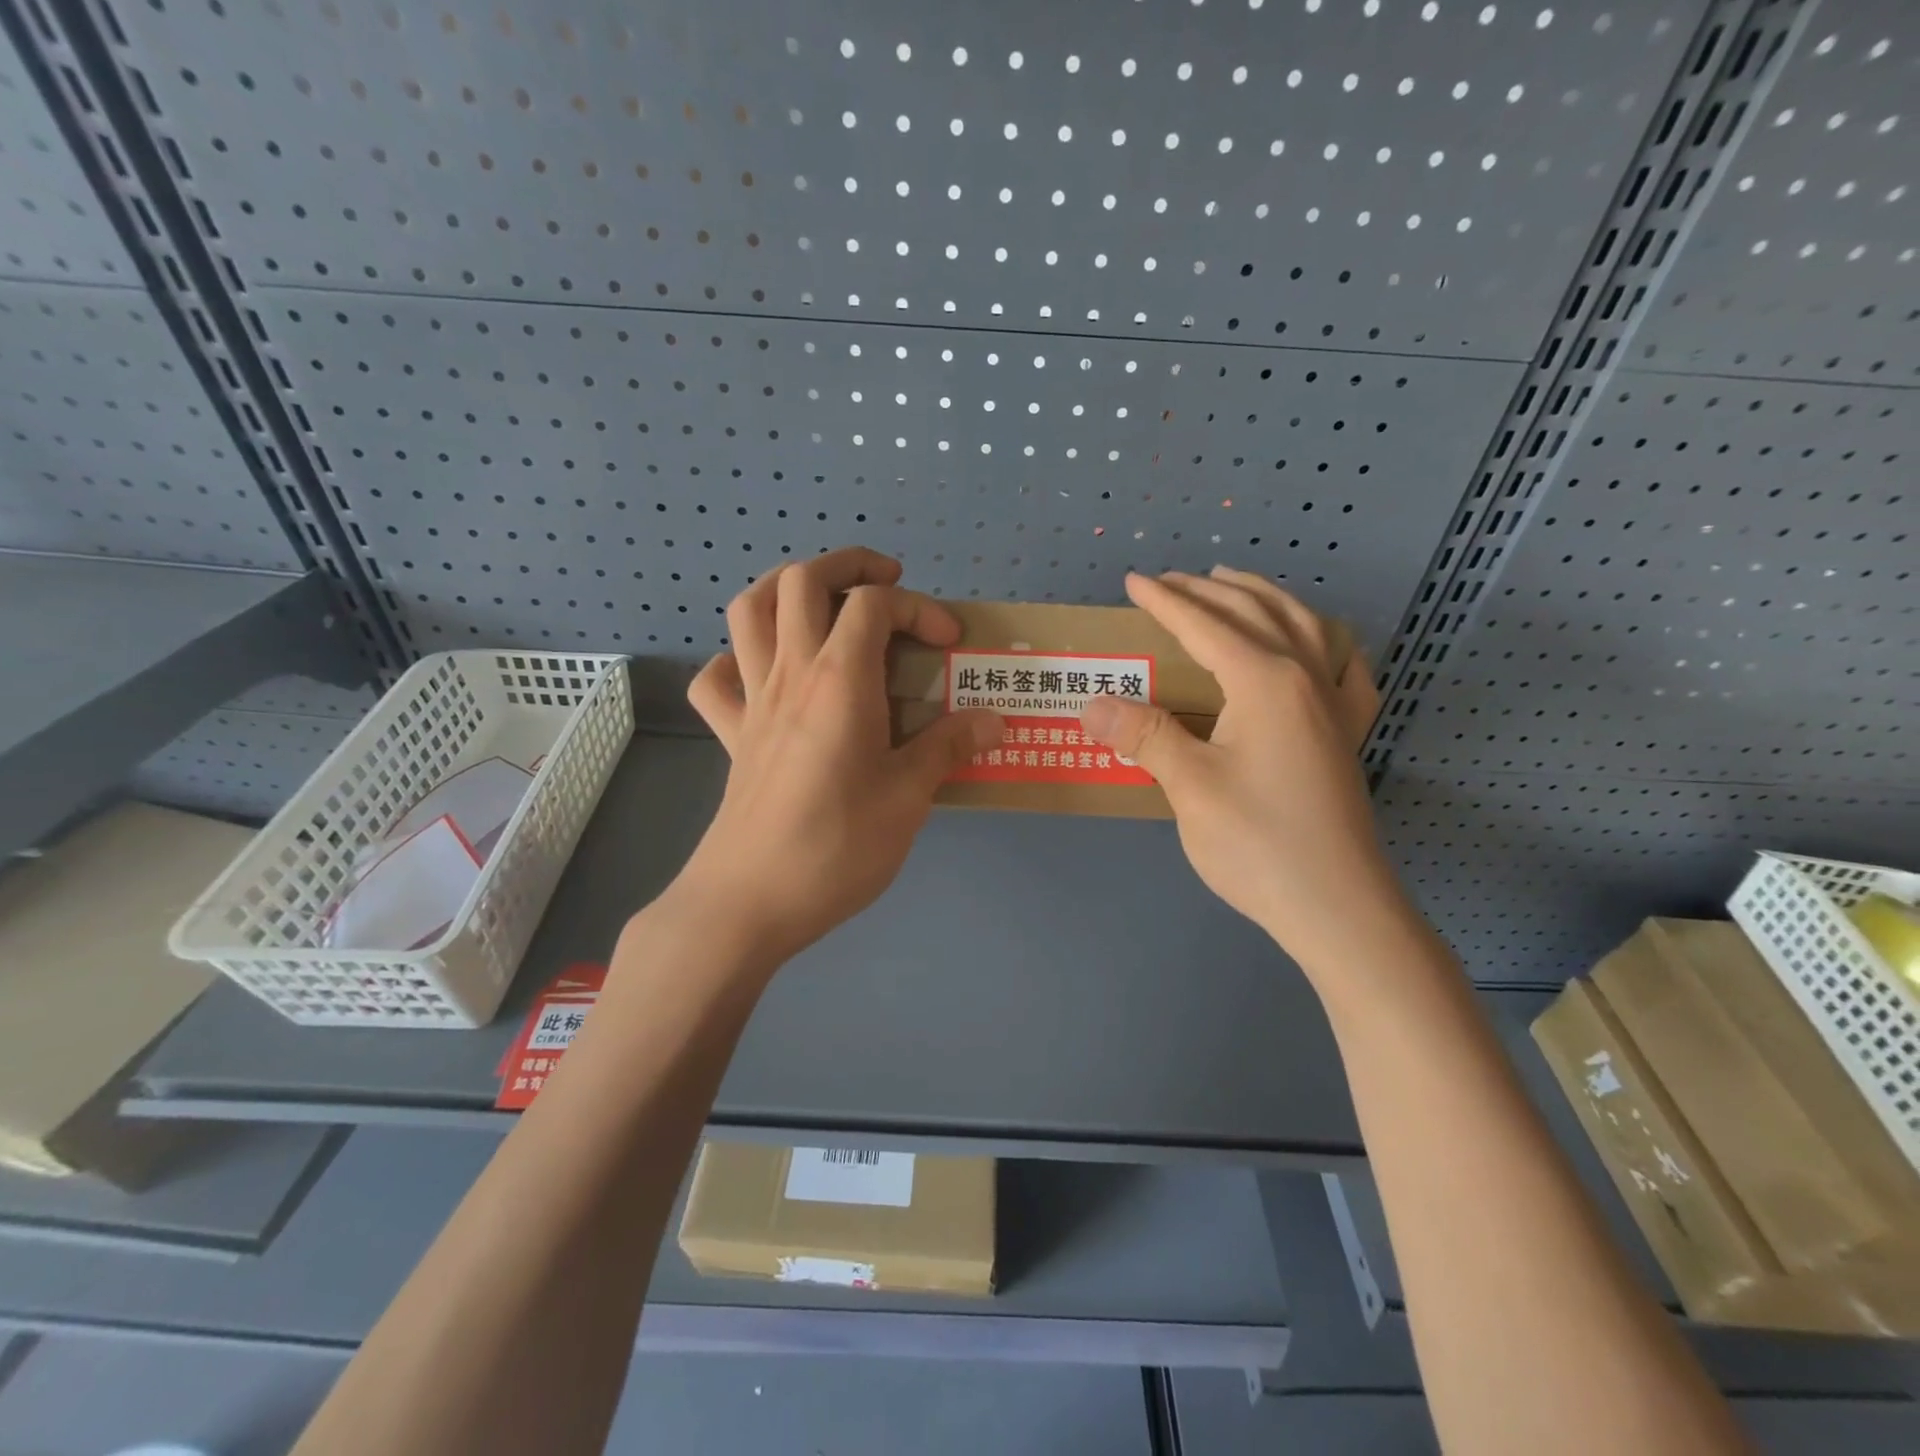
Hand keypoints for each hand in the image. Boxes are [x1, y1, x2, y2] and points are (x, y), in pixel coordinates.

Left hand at [672, 547, 1003, 963]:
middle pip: (802, 579)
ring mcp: (752, 701)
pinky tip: (767, 675)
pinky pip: (718, 678)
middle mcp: (791, 673)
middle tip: (888, 585)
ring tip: (826, 606)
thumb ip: (948, 748)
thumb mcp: (909, 797)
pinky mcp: (732, 735)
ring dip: (788, 590)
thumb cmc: (837, 846)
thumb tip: (994, 721)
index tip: (950, 642)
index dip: (919, 607)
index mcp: (839, 679)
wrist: (749, 902)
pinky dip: (739, 660)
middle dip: (849, 565)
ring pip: (751, 610)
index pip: (874, 603)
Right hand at [1079, 568, 1404, 969]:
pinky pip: (1344, 667)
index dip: (1166, 601)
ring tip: (1234, 585)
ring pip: (1303, 625)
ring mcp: (1335, 704)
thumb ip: (1145, 736)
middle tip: (1170, 581)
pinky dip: (1326, 640)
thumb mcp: (1190, 787)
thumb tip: (1093, 703)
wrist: (1338, 906)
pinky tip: (1320, 644)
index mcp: (1265, 681)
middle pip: (1254, 612)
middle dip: (1208, 590)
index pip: (1205, 626)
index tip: (1133, 582)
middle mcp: (1305, 677)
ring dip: (1264, 597)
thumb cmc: (1259, 844)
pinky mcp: (1347, 733)